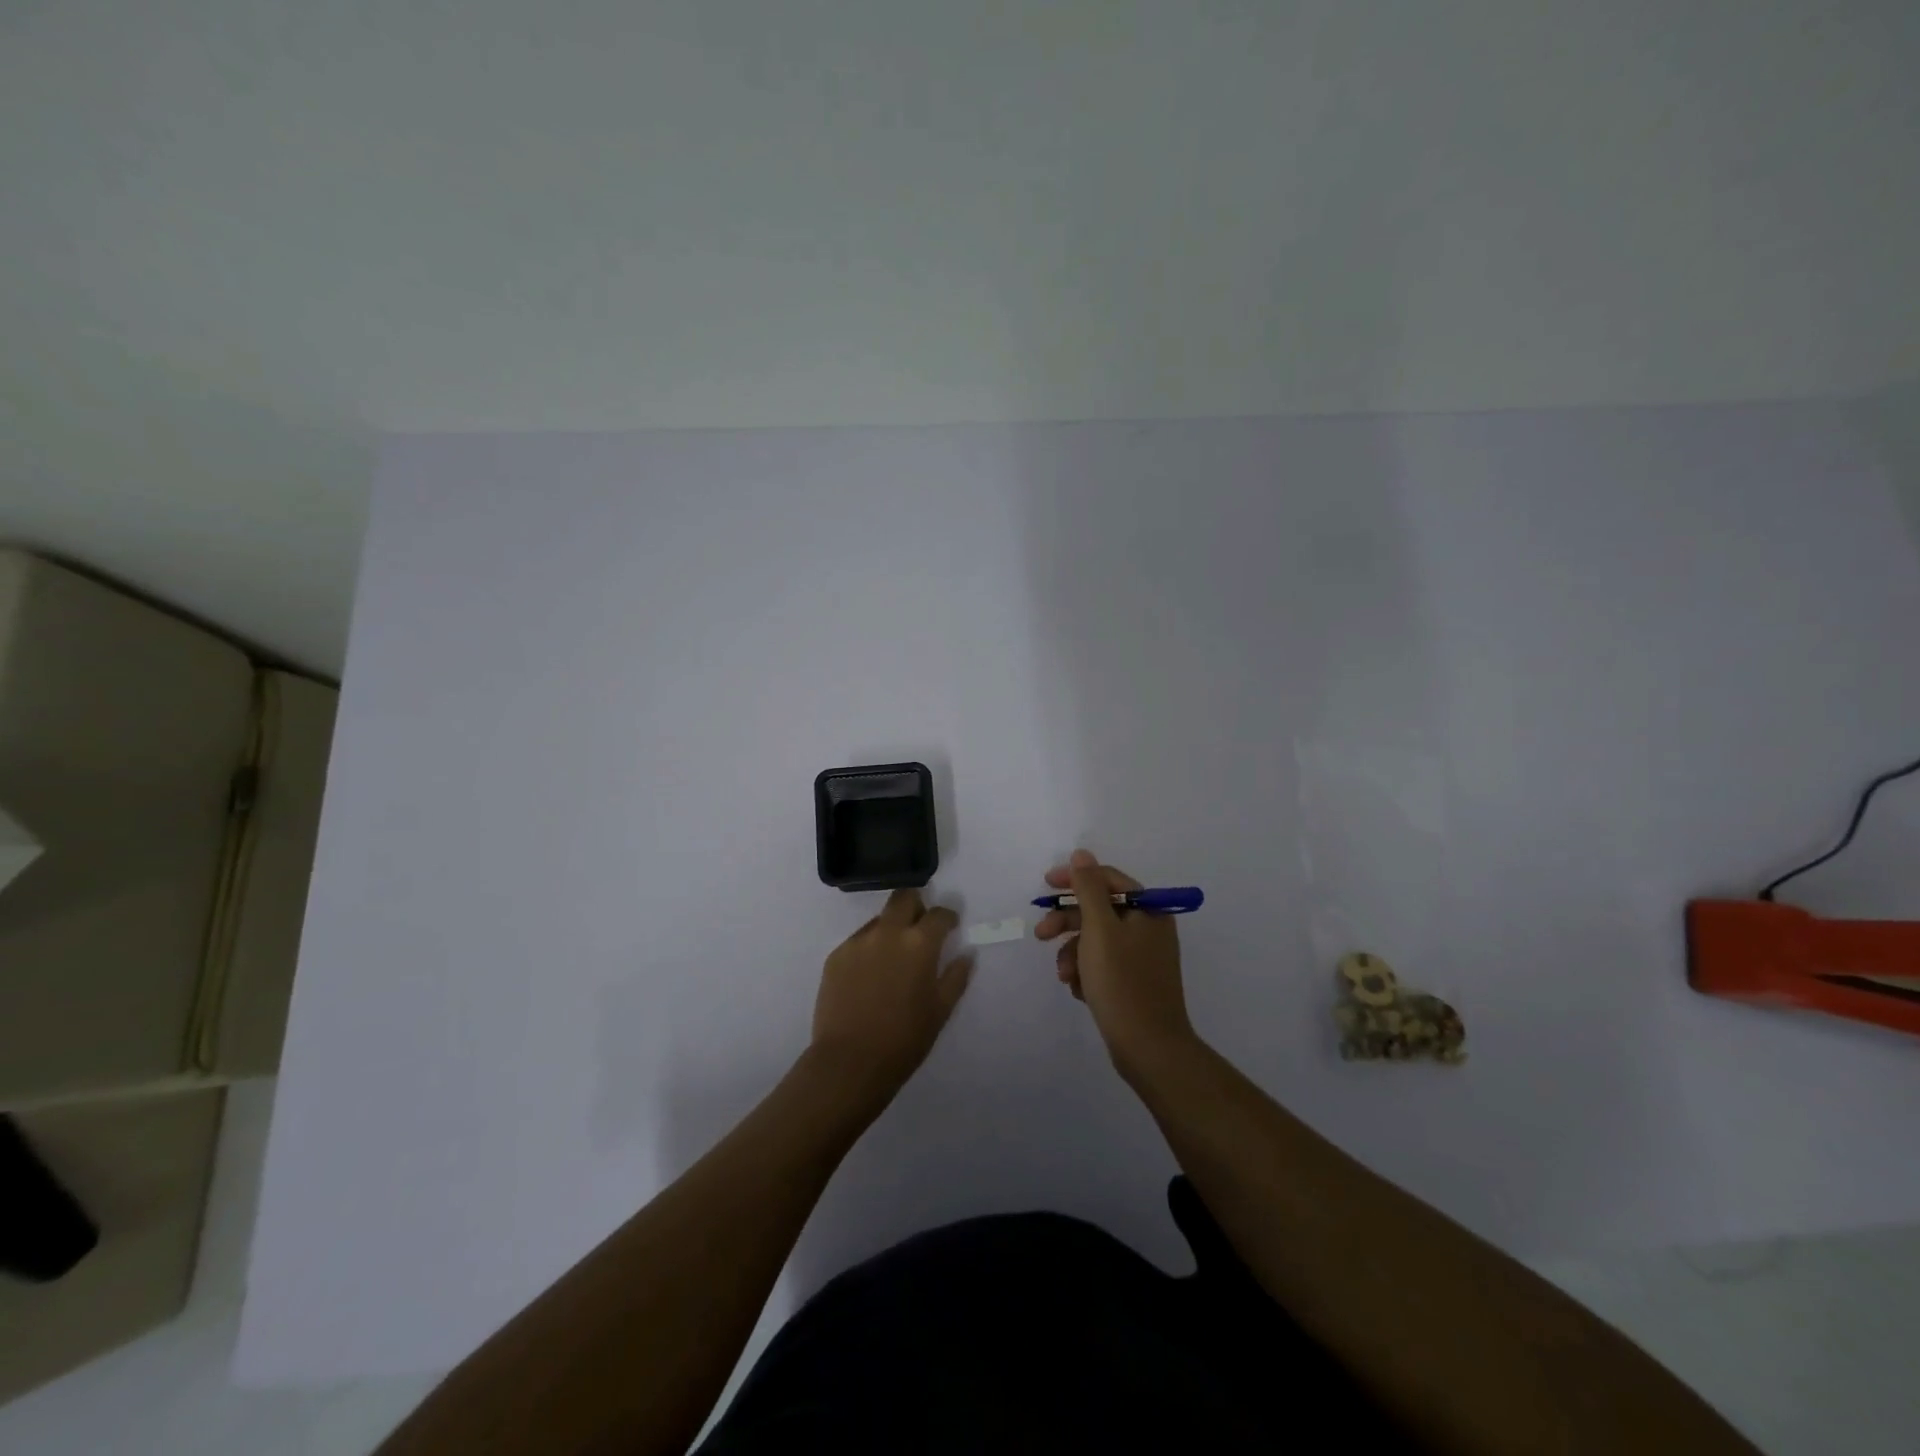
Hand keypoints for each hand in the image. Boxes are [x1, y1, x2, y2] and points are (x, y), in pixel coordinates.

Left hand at [810, 889, 972, 1103]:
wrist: (849, 1062)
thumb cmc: (904, 1039)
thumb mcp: (941, 1010)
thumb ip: (956, 976)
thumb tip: (966, 954)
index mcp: (919, 943)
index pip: (939, 914)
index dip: (947, 918)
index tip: (949, 927)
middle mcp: (888, 932)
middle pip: (904, 898)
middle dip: (917, 906)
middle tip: (920, 928)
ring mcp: (858, 941)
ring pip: (880, 919)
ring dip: (891, 928)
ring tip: (893, 958)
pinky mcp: (835, 956)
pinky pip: (858, 940)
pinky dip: (869, 948)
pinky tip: (870, 975)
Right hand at [1035, 849, 1196, 1079]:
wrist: (1148, 1049)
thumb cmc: (1122, 982)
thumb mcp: (1099, 930)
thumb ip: (1088, 889)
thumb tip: (1082, 854)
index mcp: (1148, 910)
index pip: (1107, 879)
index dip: (1074, 879)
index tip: (1045, 885)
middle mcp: (1148, 928)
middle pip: (1099, 910)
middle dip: (1067, 922)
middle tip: (1041, 934)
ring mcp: (1141, 957)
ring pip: (1095, 940)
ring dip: (1073, 953)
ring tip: (1064, 975)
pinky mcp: (1132, 981)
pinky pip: (1101, 964)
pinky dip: (1085, 972)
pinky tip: (1078, 990)